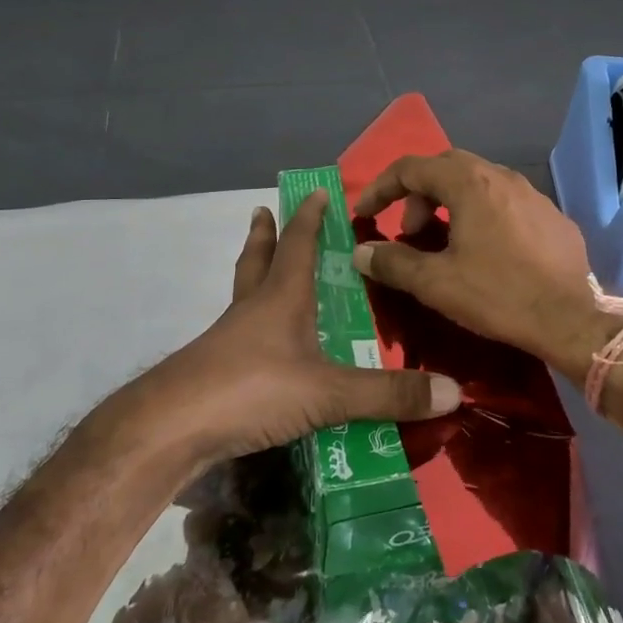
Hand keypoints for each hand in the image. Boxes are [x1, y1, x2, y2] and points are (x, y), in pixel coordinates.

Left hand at [133, 190, 460, 464]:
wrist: (169, 430)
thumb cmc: (251, 389)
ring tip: (265, 275)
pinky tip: (263, 350)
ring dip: (255, 278)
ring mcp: (228, 342)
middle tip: (263, 211)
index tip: (317, 192)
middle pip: (257, 261)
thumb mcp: (328, 393)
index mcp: (281, 298)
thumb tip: (454, 391)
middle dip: (265, 235)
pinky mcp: (213, 375)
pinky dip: (253, 330)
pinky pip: (239, 339)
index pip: (298, 244)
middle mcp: (252, 310)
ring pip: (244, 297)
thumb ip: (388, 394)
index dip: (310, 218)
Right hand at [350, 150, 614, 381]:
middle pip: (446, 168)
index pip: (411, 167)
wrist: (571, 320)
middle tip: (409, 231)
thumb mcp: (437, 283)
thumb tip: (361, 252)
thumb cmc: (498, 295)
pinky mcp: (552, 216)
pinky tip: (487, 252)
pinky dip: (483, 216)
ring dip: (451, 204)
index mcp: (470, 183)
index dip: (380, 188)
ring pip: (479, 184)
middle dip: (418, 195)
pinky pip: (506, 203)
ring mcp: (532, 194)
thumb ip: (393, 263)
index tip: (364, 214)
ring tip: (444, 242)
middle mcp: (502, 176)